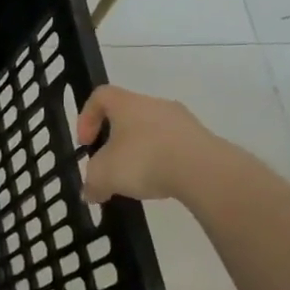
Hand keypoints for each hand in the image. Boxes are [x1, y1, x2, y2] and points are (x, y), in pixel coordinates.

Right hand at [76, 84, 237, 203]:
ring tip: (137, 178)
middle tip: (110, 164)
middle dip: (114, 140)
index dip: (86, 117)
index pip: (100, 96)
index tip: (86, 143)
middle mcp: (155, 104)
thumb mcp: (103, 175)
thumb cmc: (143, 160)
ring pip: (151, 131)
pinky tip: (161, 181)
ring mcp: (182, 120)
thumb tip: (90, 193)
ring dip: (140, 151)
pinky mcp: (202, 139)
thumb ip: (91, 183)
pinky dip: (162, 161)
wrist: (203, 171)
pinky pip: (173, 146)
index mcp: (127, 103)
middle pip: (127, 115)